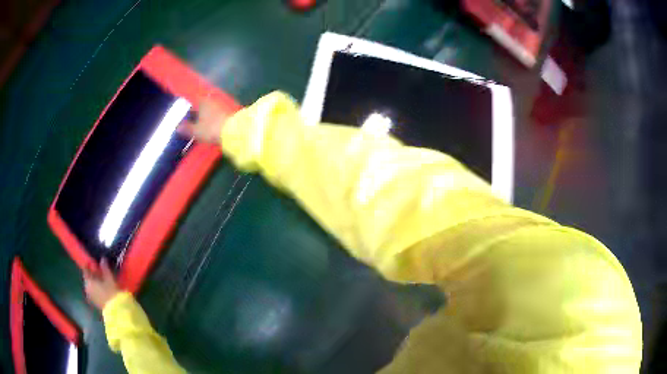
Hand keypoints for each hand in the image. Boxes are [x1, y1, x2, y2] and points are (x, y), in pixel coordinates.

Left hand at [83, 258, 120, 310]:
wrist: (117, 311)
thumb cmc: (111, 293)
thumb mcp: (109, 278)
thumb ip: (105, 268)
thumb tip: (102, 259)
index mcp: (88, 281)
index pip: (85, 270)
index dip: (88, 265)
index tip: (92, 261)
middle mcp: (87, 288)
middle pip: (88, 278)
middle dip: (92, 274)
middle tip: (99, 270)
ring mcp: (91, 297)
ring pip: (91, 286)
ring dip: (95, 282)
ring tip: (102, 279)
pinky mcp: (95, 303)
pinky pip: (94, 292)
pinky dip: (97, 288)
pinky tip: (102, 288)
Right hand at [178, 99, 229, 144]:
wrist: (234, 131)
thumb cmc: (211, 128)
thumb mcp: (196, 131)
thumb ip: (186, 128)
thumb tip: (178, 127)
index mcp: (202, 101)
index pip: (192, 105)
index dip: (187, 113)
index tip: (184, 121)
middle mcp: (211, 101)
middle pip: (201, 107)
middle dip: (196, 115)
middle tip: (191, 125)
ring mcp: (221, 106)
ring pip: (209, 111)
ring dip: (204, 118)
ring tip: (200, 127)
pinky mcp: (228, 113)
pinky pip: (216, 116)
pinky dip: (212, 120)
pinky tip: (210, 127)